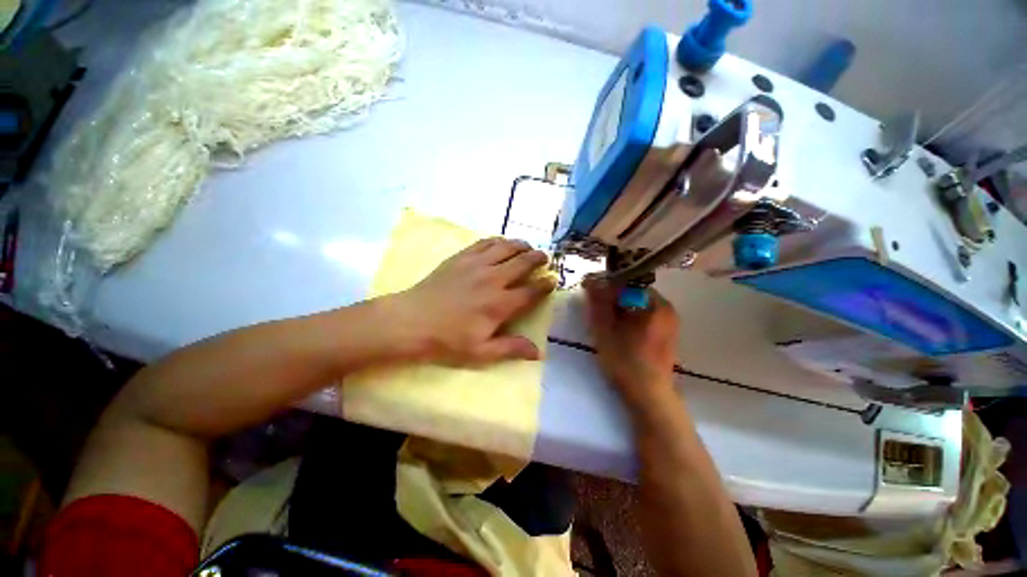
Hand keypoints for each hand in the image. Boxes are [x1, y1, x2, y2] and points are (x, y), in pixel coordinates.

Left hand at [387, 238, 556, 364]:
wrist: (411, 321)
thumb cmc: (447, 340)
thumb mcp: (481, 352)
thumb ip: (511, 348)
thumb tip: (539, 352)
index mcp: (500, 304)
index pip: (531, 290)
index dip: (545, 285)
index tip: (553, 280)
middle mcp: (493, 279)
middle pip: (523, 262)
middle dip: (538, 259)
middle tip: (545, 259)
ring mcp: (476, 264)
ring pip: (507, 247)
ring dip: (522, 246)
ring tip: (528, 248)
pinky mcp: (462, 257)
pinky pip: (486, 243)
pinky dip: (499, 241)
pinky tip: (502, 243)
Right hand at [584, 276, 679, 398]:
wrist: (649, 396)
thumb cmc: (625, 362)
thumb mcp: (605, 331)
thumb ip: (598, 304)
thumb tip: (591, 280)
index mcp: (654, 304)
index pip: (626, 282)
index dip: (605, 285)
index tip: (589, 290)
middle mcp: (666, 308)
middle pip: (633, 292)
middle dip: (611, 296)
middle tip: (595, 307)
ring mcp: (669, 321)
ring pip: (638, 304)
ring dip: (619, 307)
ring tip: (604, 318)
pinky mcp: (667, 333)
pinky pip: (645, 315)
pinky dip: (629, 316)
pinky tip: (619, 329)